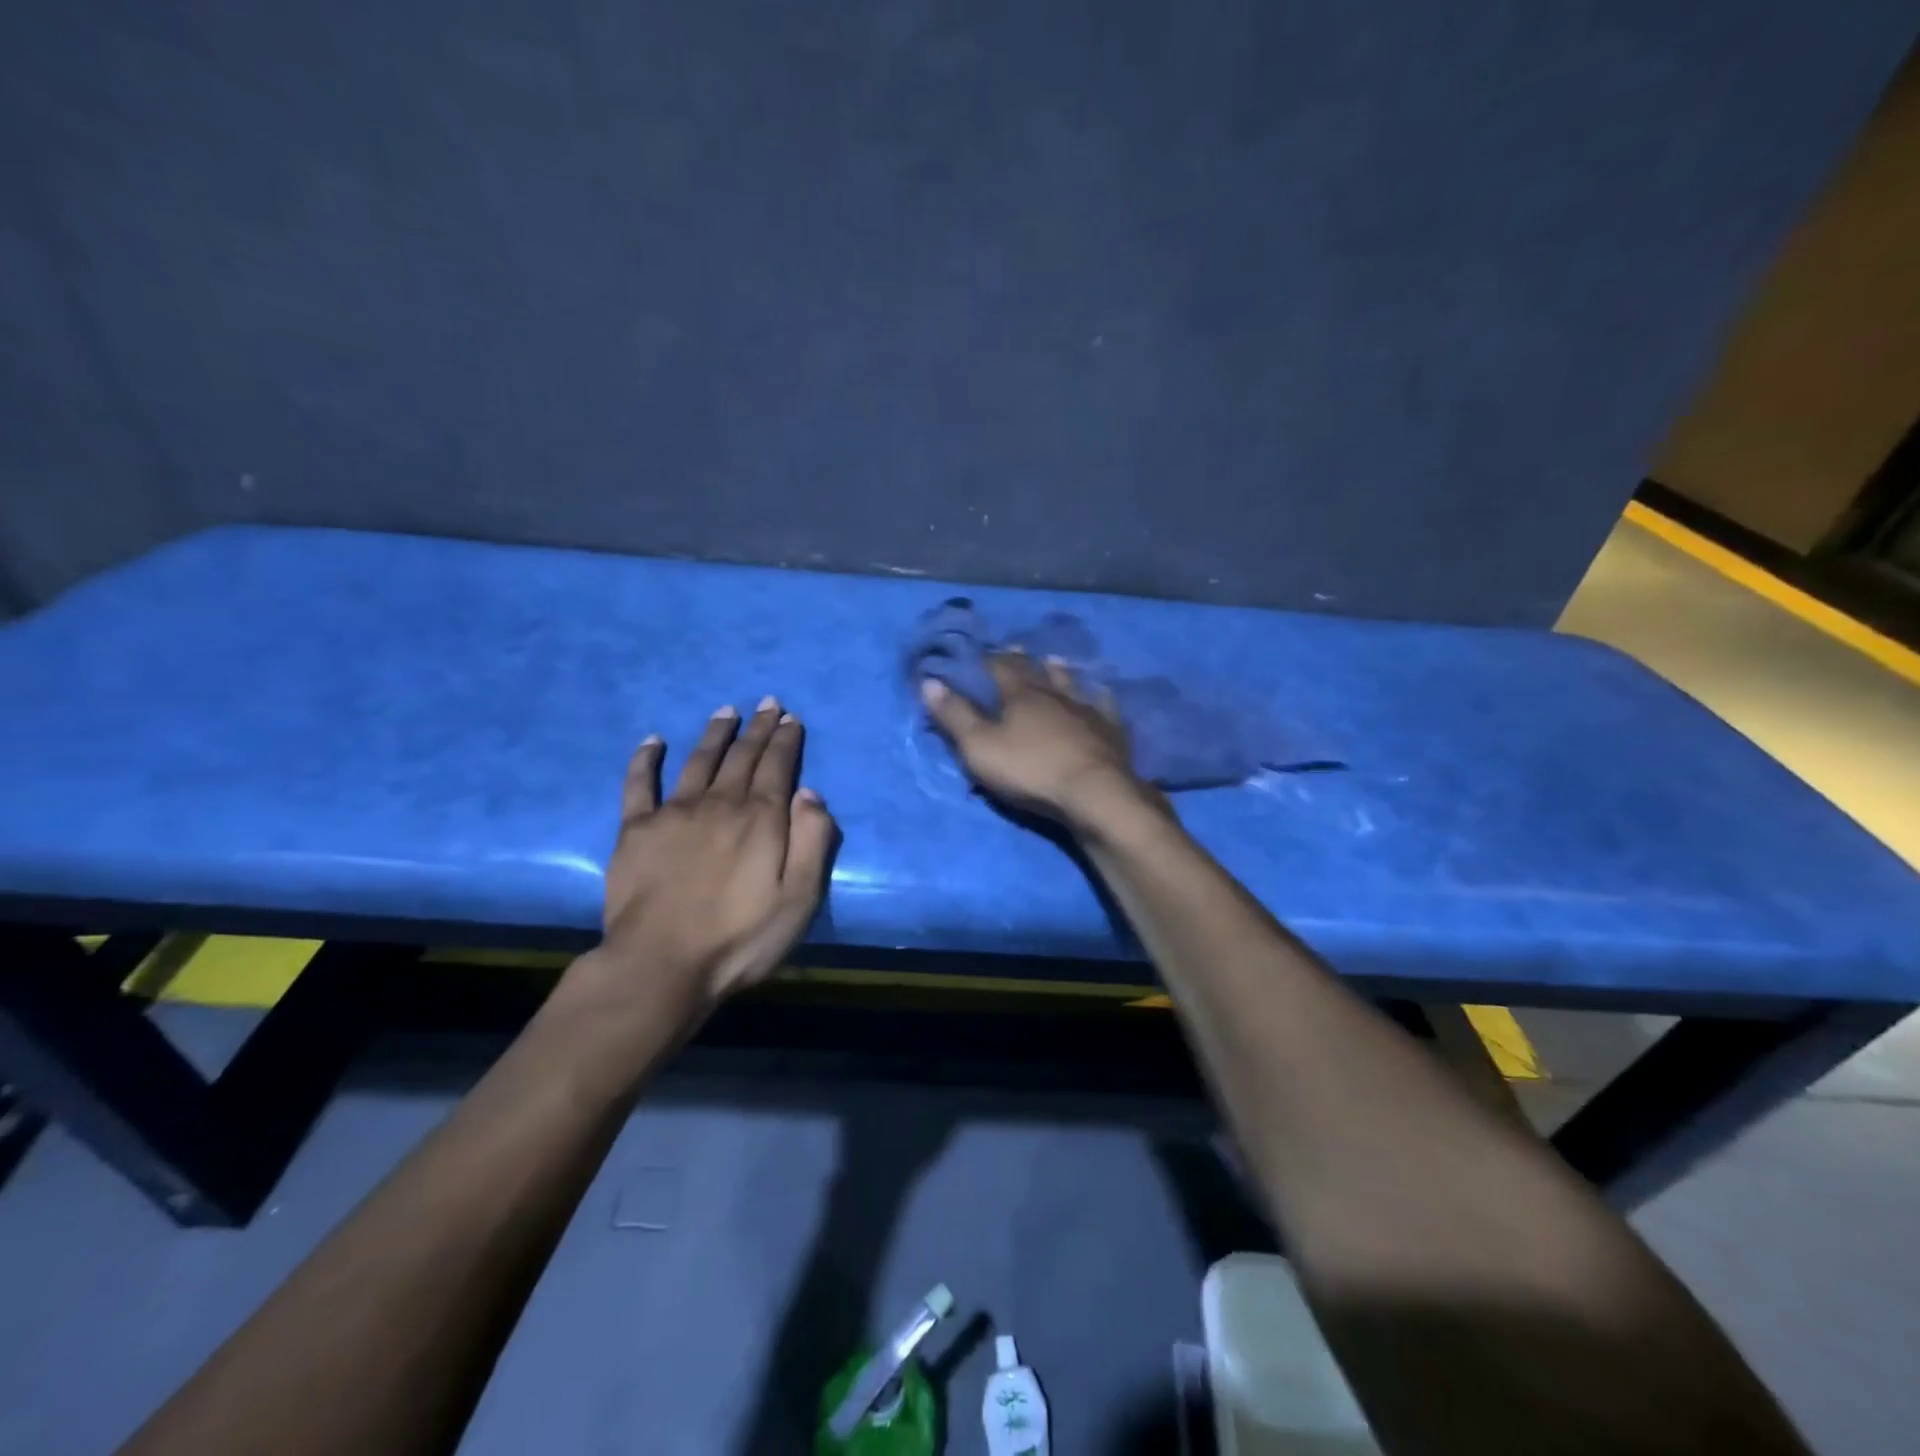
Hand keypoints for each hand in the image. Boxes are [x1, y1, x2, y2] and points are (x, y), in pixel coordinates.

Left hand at [571, 698, 837, 1017]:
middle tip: (767, 703)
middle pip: (742, 756)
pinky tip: (652, 741)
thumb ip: (812, 841)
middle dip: (758, 727)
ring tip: (725, 711)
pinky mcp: (635, 830)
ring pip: (698, 760)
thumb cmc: (740, 938)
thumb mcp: (800, 897)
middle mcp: (719, 803)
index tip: (790, 718)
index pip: (777, 766)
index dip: (785, 740)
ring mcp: (673, 813)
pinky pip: (639, 784)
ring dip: (715, 733)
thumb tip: (809, 793)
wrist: (660, 965)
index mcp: (760, 818)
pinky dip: (646, 760)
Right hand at [920, 653, 1156, 827]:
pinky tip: (1101, 693)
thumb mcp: (979, 747)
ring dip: (1060, 671)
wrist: (1094, 793)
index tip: (979, 652)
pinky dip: (1099, 697)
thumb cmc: (1030, 770)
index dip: (987, 659)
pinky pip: (1104, 706)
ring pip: (1071, 683)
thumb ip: (955, 715)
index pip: (999, 668)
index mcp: (1020, 695)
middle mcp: (1054, 694)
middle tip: (1015, 647)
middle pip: (1035, 671)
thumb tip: (929, 681)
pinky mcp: (1111, 731)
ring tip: (1054, 660)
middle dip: (1021, 660)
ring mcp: (1086, 710)